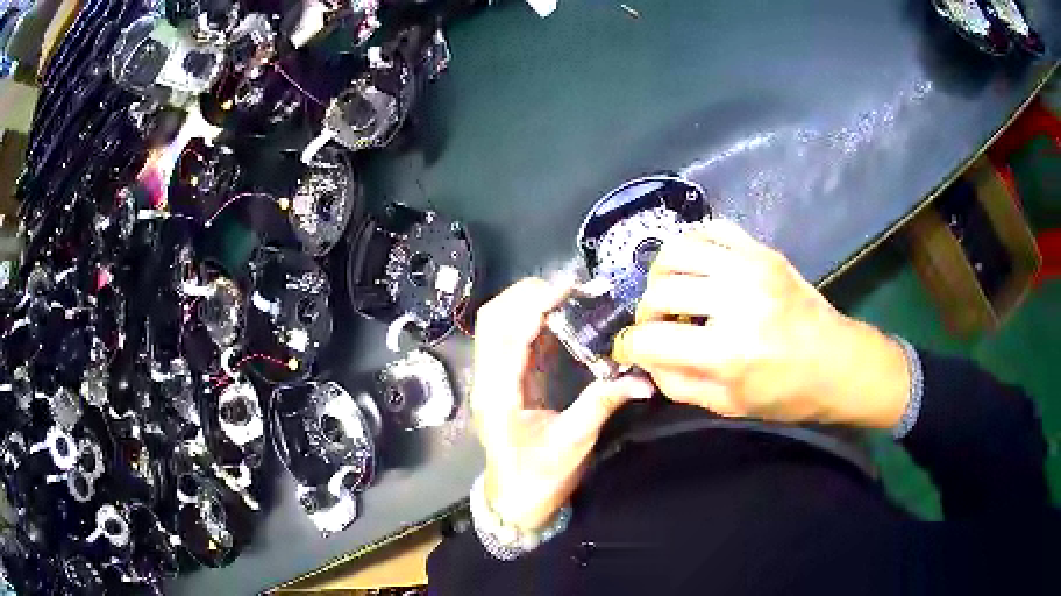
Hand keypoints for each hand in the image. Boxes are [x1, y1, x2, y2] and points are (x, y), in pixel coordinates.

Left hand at [471, 279, 654, 531]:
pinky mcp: (503, 381)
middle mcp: (487, 379)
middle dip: (528, 294)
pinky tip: (559, 318)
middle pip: (493, 319)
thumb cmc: (539, 478)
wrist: (515, 502)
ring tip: (568, 296)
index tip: (570, 289)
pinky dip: (531, 320)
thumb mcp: (573, 443)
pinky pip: (510, 339)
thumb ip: (603, 405)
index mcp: (498, 394)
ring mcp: (491, 378)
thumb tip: (641, 380)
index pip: (506, 333)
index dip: (534, 303)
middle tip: (571, 288)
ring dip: (527, 303)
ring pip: (497, 324)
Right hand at [612, 220, 909, 428]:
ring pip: (676, 250)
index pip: (651, 340)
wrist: (837, 361)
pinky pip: (710, 230)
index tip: (630, 350)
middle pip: (659, 291)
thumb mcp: (728, 405)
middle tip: (658, 327)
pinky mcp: (762, 251)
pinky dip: (693, 247)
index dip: (629, 347)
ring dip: (663, 275)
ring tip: (674, 293)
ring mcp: (750, 267)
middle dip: (646, 313)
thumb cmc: (786, 393)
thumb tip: (645, 360)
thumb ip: (678, 384)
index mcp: (728, 351)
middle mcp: (736, 301)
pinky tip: (698, 269)